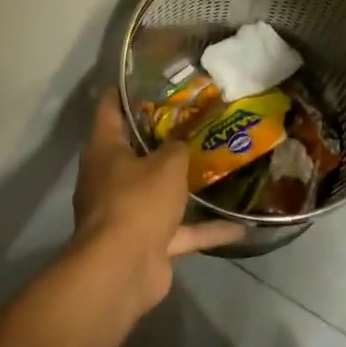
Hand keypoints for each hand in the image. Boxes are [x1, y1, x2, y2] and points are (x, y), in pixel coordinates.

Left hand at [70, 92, 245, 309]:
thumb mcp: (167, 164)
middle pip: (135, 151)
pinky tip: (240, 226)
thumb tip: (181, 144)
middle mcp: (110, 179)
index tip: (148, 77)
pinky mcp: (147, 242)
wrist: (122, 269)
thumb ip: (178, 148)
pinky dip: (206, 229)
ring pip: (159, 192)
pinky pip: (180, 230)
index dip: (125, 91)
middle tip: (196, 119)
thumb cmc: (137, 202)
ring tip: (217, 167)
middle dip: (164, 138)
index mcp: (105, 151)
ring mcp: (128, 213)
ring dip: (185, 186)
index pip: (109, 109)